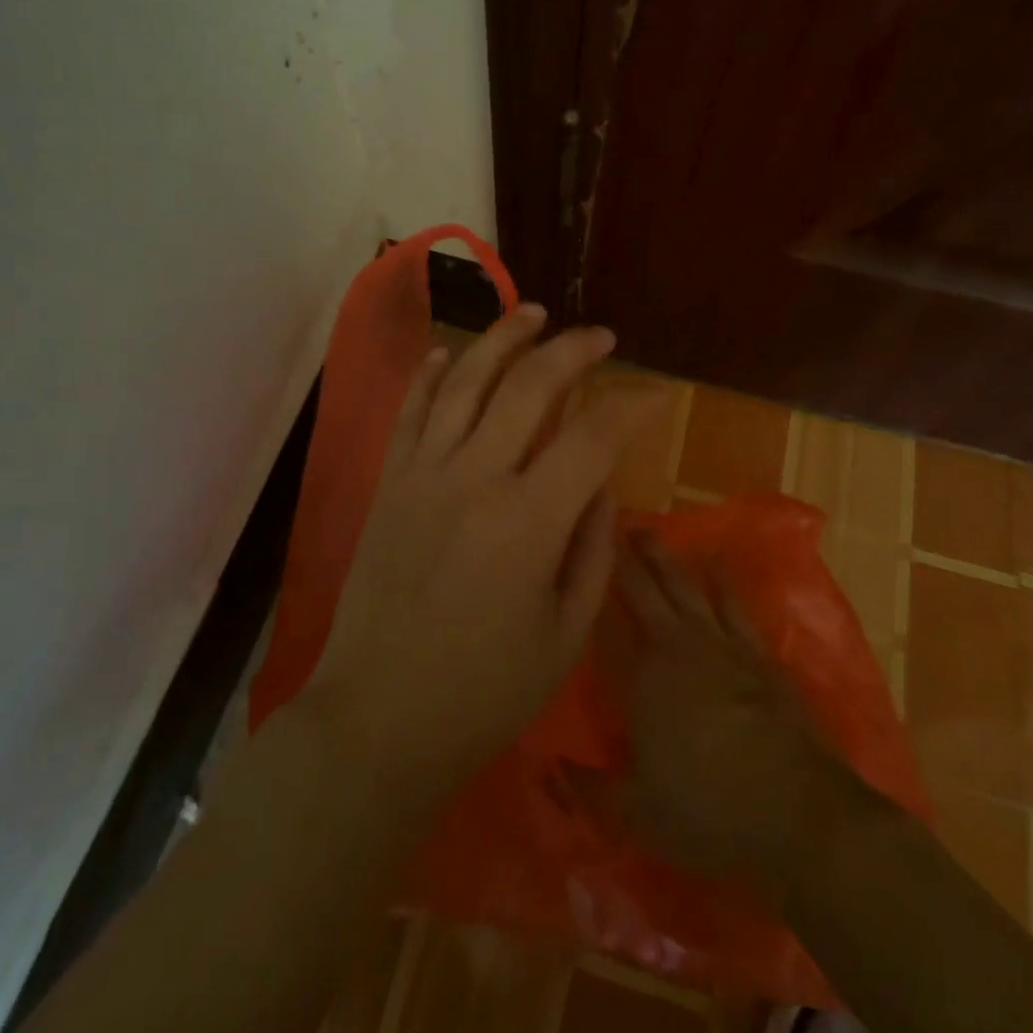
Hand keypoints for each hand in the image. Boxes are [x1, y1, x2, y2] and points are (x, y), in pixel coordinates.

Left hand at [301, 306, 667, 799]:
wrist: (377, 719)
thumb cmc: (483, 692)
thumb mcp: (565, 633)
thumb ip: (592, 548)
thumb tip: (600, 483)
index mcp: (529, 521)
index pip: (593, 434)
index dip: (632, 403)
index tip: (656, 392)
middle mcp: (474, 478)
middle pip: (528, 386)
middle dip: (571, 350)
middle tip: (598, 337)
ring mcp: (422, 474)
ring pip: (464, 380)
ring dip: (501, 339)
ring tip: (531, 313)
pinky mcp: (388, 483)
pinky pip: (410, 411)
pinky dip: (430, 374)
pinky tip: (447, 352)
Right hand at [587, 533, 869, 910]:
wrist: (799, 813)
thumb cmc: (710, 814)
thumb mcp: (637, 814)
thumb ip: (587, 787)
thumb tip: (547, 766)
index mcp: (640, 683)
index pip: (605, 628)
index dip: (588, 593)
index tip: (573, 560)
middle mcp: (675, 650)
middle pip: (642, 592)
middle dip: (622, 558)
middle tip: (608, 523)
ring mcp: (719, 645)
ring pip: (684, 586)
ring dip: (663, 557)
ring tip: (647, 530)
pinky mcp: (755, 652)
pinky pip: (732, 602)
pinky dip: (720, 579)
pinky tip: (712, 559)